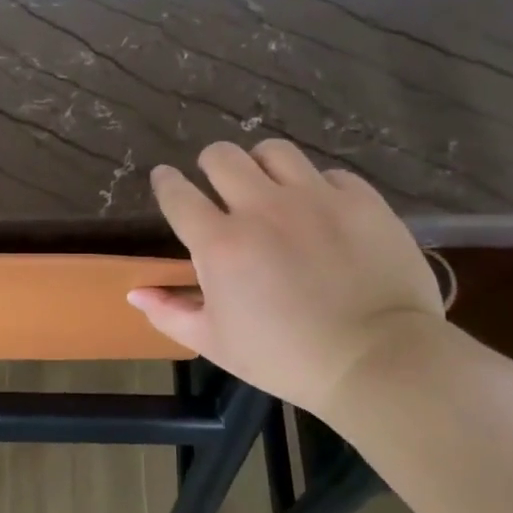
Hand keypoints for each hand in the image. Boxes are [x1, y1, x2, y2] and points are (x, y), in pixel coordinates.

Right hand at [128, 140, 442, 415]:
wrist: (377, 361)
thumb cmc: (285, 358)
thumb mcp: (215, 343)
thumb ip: (170, 313)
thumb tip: (136, 293)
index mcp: (220, 244)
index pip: (177, 194)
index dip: (166, 183)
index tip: (166, 180)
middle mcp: (262, 208)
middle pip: (221, 156)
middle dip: (210, 165)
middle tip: (218, 186)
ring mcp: (314, 198)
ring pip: (274, 151)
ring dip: (260, 165)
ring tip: (267, 186)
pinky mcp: (360, 200)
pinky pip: (327, 173)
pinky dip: (315, 186)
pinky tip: (319, 210)